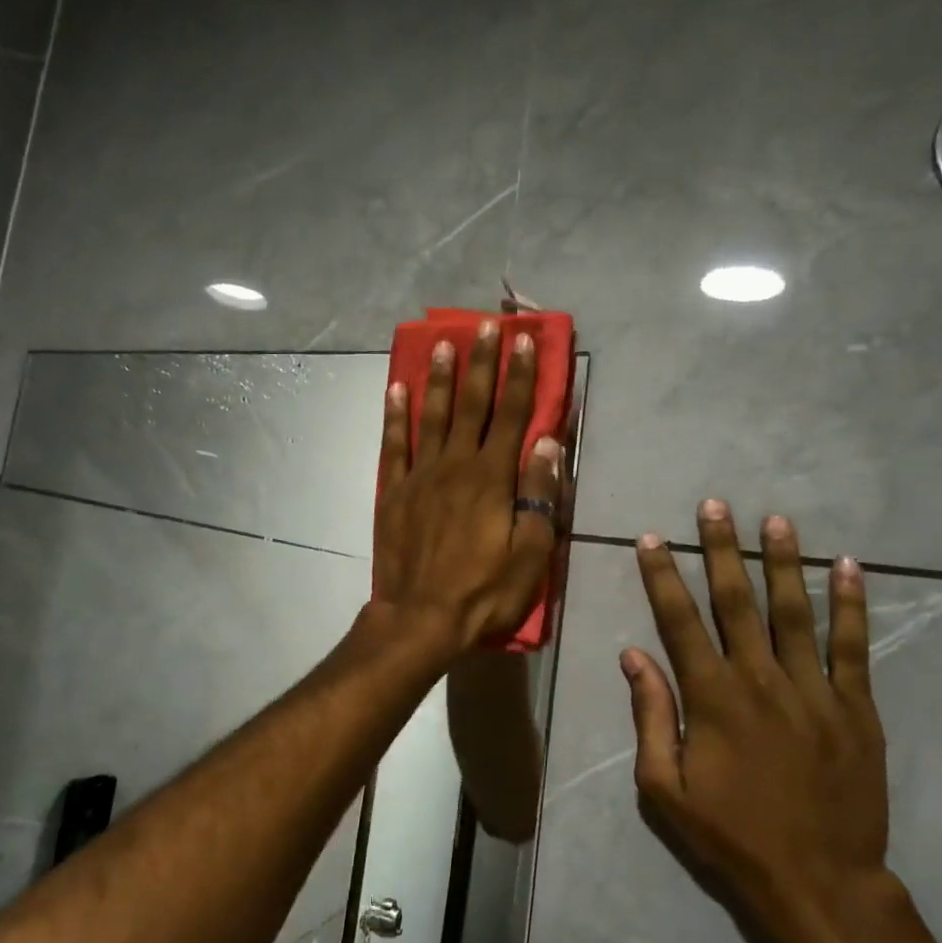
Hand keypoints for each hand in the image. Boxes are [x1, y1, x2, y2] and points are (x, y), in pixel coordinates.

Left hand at [373, 321, 561, 658]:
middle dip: (480, 362)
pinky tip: (396, 389)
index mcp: (492, 478)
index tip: (524, 340)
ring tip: (440, 343)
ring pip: (431, 415)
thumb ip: (539, 497)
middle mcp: (456, 465)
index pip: (512, 415)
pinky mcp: (394, 492)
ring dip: (438, 377)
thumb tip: (547, 444)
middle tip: (483, 324)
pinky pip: (394, 444)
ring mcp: (420, 475)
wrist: (420, 618)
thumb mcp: (529, 554)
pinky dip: (395, 415)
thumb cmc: (484, 592)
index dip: (520, 376)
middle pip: (472, 404)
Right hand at [622, 502, 894, 942]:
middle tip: (715, 506)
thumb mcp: (664, 789)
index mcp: (712, 698)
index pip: (680, 621)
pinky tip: (849, 568)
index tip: (653, 539)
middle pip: (737, 602)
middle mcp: (761, 680)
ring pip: (795, 612)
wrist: (820, 883)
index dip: (663, 577)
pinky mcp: (855, 709)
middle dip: (722, 550)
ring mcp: (814, 691)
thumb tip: (633, 656)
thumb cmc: (731, 836)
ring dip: (783, 563)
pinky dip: (852, 605)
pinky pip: (853, 647)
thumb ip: (650, 716)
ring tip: (776, 521)